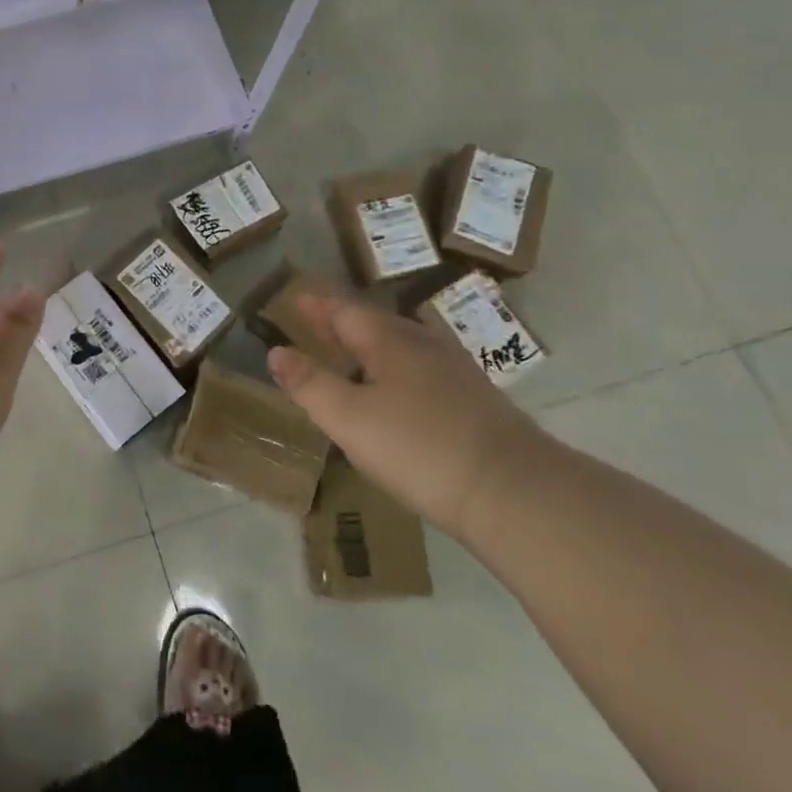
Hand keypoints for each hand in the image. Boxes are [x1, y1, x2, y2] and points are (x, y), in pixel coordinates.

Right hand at [266, 293, 549, 538]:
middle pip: (376, 324)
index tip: (295, 298)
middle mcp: (424, 346)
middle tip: (315, 320)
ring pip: (403, 345)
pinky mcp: (475, 402)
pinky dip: (395, 367)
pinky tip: (398, 388)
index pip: (345, 312)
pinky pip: (422, 369)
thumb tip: (276, 351)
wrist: (515, 492)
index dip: (317, 306)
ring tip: (351, 351)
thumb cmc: (419, 448)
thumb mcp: (349, 418)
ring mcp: (456, 372)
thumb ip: (309, 383)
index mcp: (390, 342)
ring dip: (371, 343)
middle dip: (342, 321)